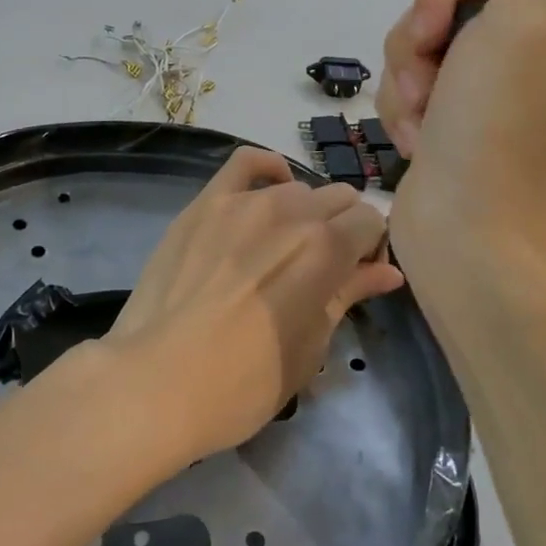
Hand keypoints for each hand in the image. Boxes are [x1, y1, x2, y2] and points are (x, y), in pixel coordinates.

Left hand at [101, 148, 403, 460]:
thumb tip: (388, 272)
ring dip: (304, 212)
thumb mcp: (310, 345)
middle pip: (338, 198)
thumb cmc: (244, 383)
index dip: (371, 249)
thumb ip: (349, 295)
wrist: (157, 381)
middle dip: (343, 229)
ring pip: (296, 188)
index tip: (357, 276)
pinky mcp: (205, 202)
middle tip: (324, 268)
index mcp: (326, 248)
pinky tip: (269, 190)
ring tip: (285, 246)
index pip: (370, 221)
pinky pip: (245, 163)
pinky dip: (266, 170)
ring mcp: (244, 202)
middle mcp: (291, 210)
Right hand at [379, 0, 545, 308]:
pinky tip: (414, 141)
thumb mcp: (522, 28)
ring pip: (430, 46)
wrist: (466, 237)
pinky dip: (406, 110)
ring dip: (408, 80)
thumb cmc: (496, 131)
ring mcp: (504, 91)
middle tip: (419, 83)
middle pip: (459, 8)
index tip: (428, 28)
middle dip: (422, 43)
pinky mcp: (464, 121)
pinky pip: (419, 86)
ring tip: (416, 122)